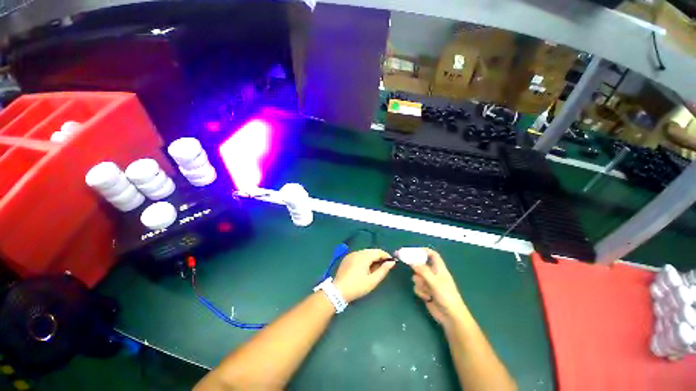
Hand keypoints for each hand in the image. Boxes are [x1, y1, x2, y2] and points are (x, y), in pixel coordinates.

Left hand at [334, 249, 395, 302]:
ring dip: (371, 258)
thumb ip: (383, 270)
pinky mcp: (347, 258)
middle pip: (371, 251)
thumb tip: (391, 262)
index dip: (386, 256)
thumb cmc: (357, 287)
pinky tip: (364, 268)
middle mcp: (357, 252)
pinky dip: (364, 259)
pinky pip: (358, 255)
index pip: (378, 251)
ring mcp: (351, 254)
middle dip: (379, 257)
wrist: (338, 291)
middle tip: (383, 267)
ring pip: (365, 253)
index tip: (391, 263)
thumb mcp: (372, 281)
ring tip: (374, 269)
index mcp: (364, 256)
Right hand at [409, 248, 467, 328]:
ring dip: (419, 283)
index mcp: (439, 268)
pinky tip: (427, 298)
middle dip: (415, 267)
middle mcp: (433, 274)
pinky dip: (420, 291)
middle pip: (421, 265)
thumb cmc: (446, 296)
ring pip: (417, 277)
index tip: (413, 251)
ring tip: (426, 290)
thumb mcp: (434, 281)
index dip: (424, 251)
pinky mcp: (426, 292)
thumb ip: (422, 270)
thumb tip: (410, 261)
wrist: (450, 317)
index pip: (432, 255)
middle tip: (405, 263)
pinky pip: (417, 287)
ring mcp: (429, 283)